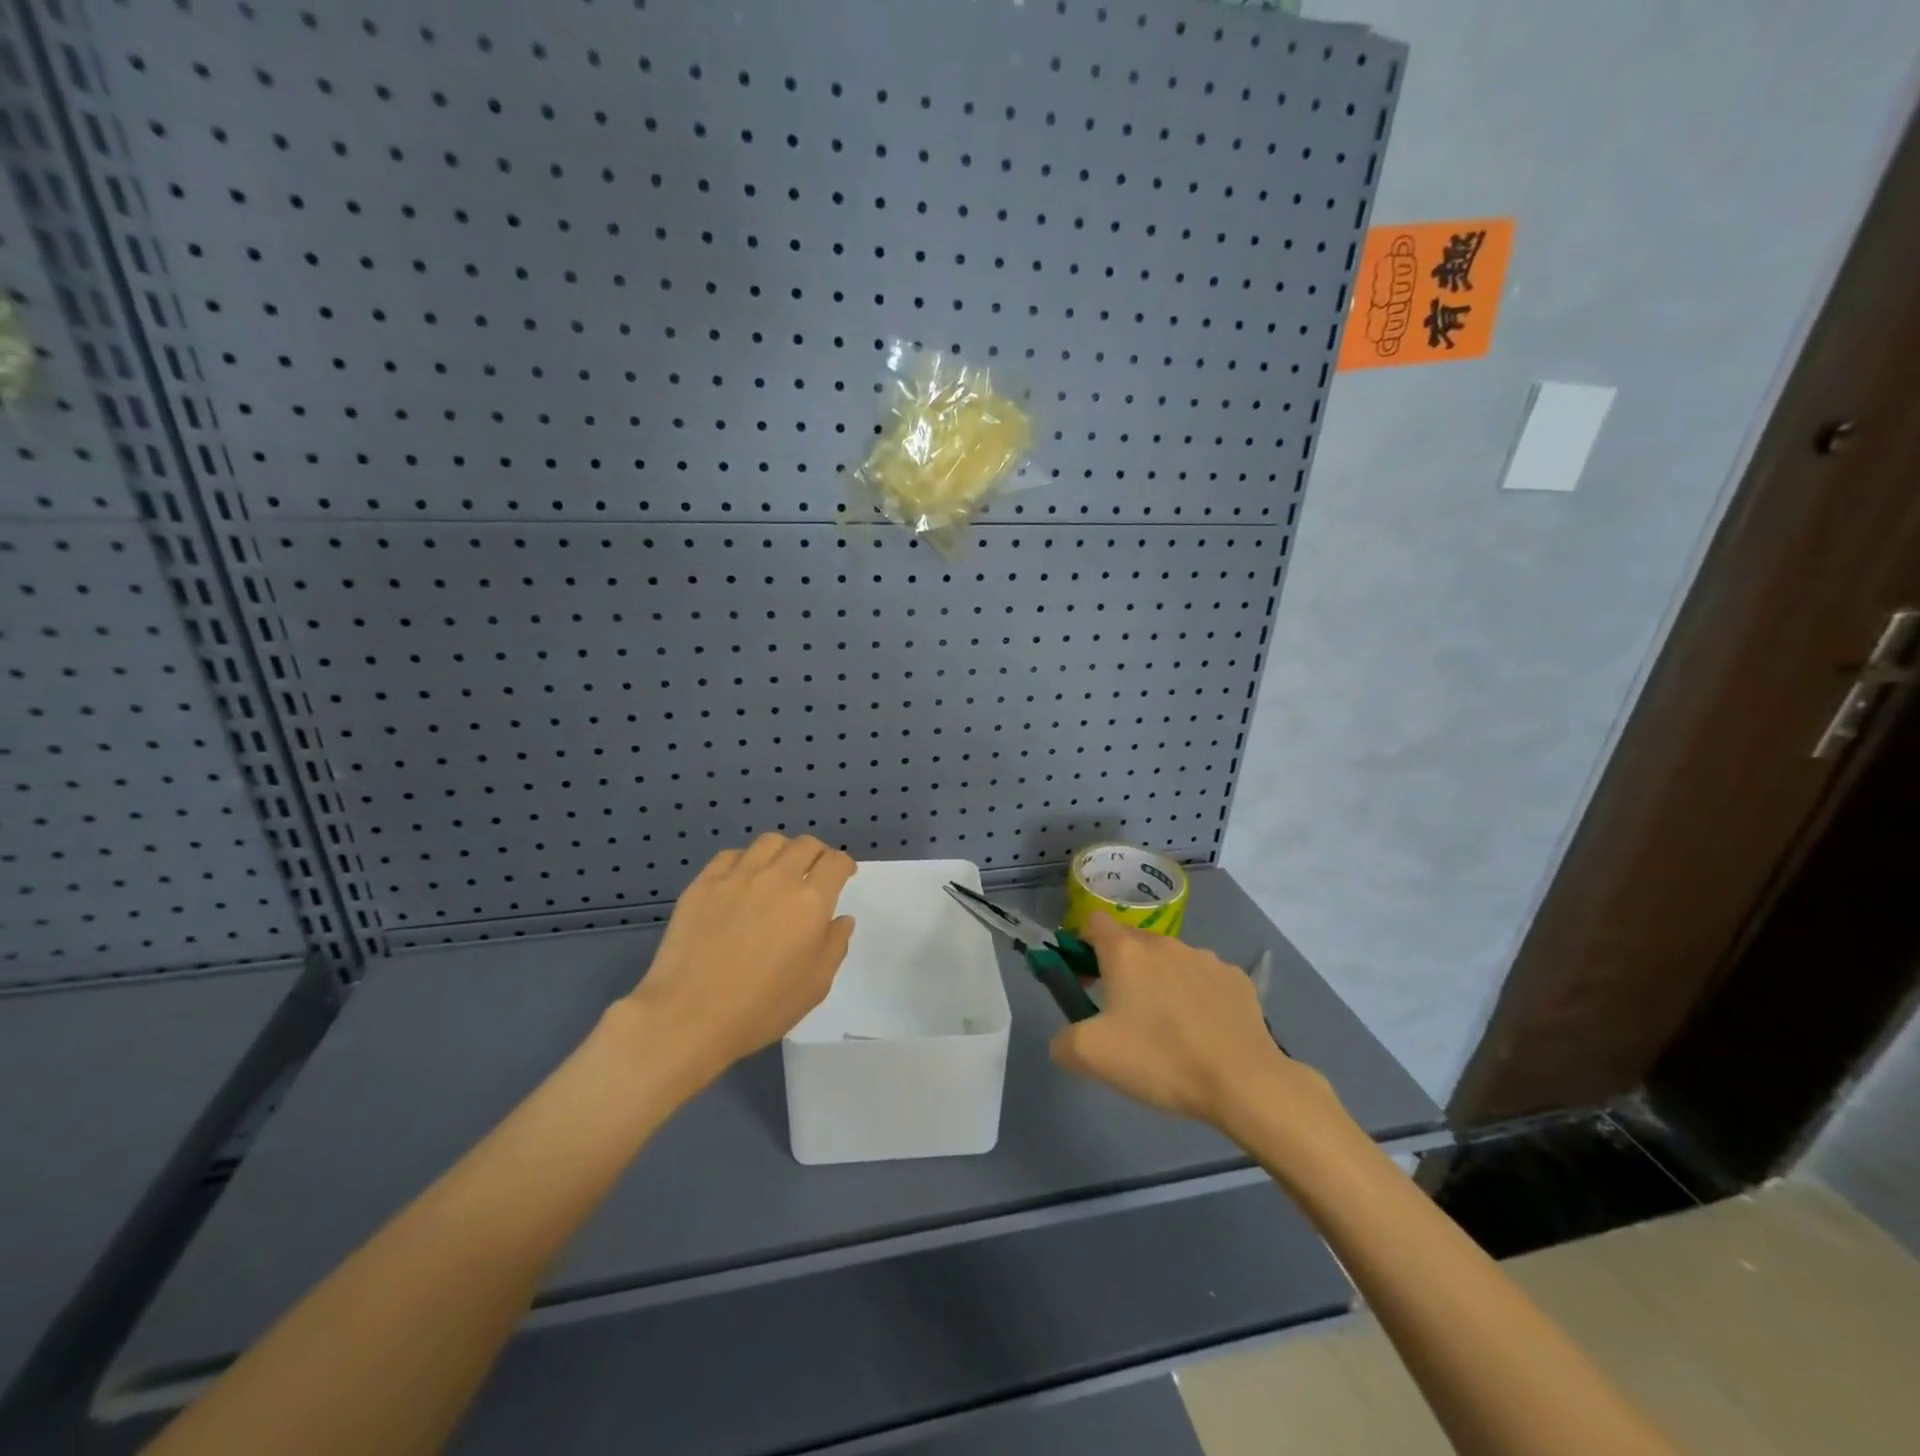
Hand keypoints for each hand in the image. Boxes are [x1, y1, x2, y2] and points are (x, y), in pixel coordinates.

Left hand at [622, 835, 857, 1086]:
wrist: (689, 1017)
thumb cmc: (761, 1007)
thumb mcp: (816, 985)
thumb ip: (835, 945)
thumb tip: (840, 919)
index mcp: (810, 902)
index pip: (835, 862)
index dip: (844, 864)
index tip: (843, 874)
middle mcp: (777, 878)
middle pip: (805, 845)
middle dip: (817, 854)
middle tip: (814, 872)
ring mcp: (736, 877)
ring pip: (769, 842)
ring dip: (782, 851)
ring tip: (779, 870)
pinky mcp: (703, 884)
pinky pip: (731, 855)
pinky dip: (745, 861)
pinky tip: (741, 881)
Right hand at [1049, 913, 1330, 1129]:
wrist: (1243, 1081)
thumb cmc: (1160, 1059)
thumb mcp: (1092, 1056)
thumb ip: (1064, 1041)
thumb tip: (1064, 1040)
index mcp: (1125, 952)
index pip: (1094, 921)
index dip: (1082, 944)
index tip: (1085, 977)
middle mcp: (1164, 943)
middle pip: (1132, 942)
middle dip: (1121, 968)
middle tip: (1121, 1012)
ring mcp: (1205, 957)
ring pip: (1169, 961)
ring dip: (1160, 982)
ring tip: (1167, 1028)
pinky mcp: (1236, 978)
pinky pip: (1204, 979)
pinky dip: (1196, 996)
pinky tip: (1203, 1032)